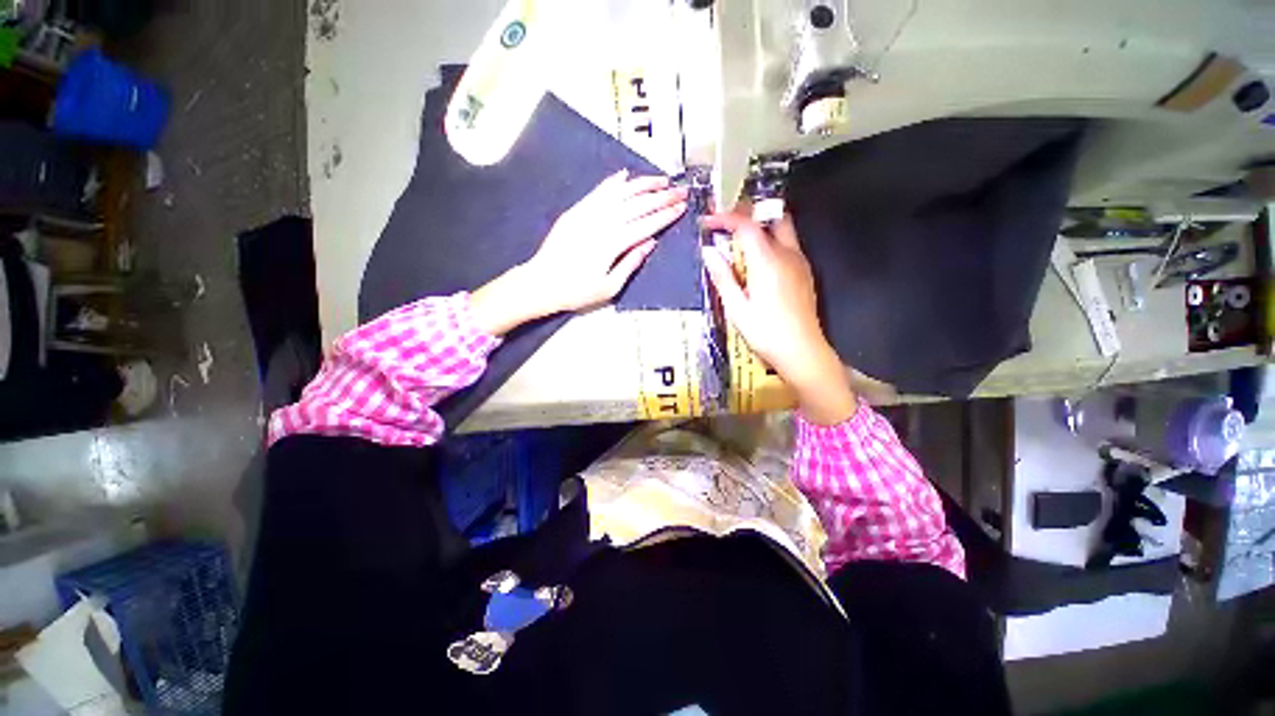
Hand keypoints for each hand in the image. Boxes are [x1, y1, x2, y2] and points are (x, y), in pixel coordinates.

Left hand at [471, 170, 687, 334]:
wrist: (541, 282)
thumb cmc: (576, 291)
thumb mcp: (609, 287)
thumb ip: (631, 263)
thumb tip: (650, 243)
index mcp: (613, 243)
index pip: (646, 224)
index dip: (665, 215)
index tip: (681, 207)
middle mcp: (602, 222)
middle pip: (637, 204)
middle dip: (661, 196)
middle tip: (679, 190)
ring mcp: (588, 213)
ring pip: (620, 192)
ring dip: (642, 184)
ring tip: (660, 179)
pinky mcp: (576, 211)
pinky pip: (598, 191)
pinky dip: (613, 182)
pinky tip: (625, 176)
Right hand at [701, 212, 856, 424]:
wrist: (802, 351)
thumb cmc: (765, 332)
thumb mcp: (736, 308)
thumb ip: (723, 276)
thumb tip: (709, 251)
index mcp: (767, 261)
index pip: (746, 225)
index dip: (725, 218)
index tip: (707, 220)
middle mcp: (787, 254)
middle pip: (771, 217)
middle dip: (748, 214)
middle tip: (726, 224)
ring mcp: (800, 262)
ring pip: (782, 229)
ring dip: (760, 227)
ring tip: (738, 242)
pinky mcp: (805, 273)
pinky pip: (788, 245)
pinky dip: (771, 241)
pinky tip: (757, 262)